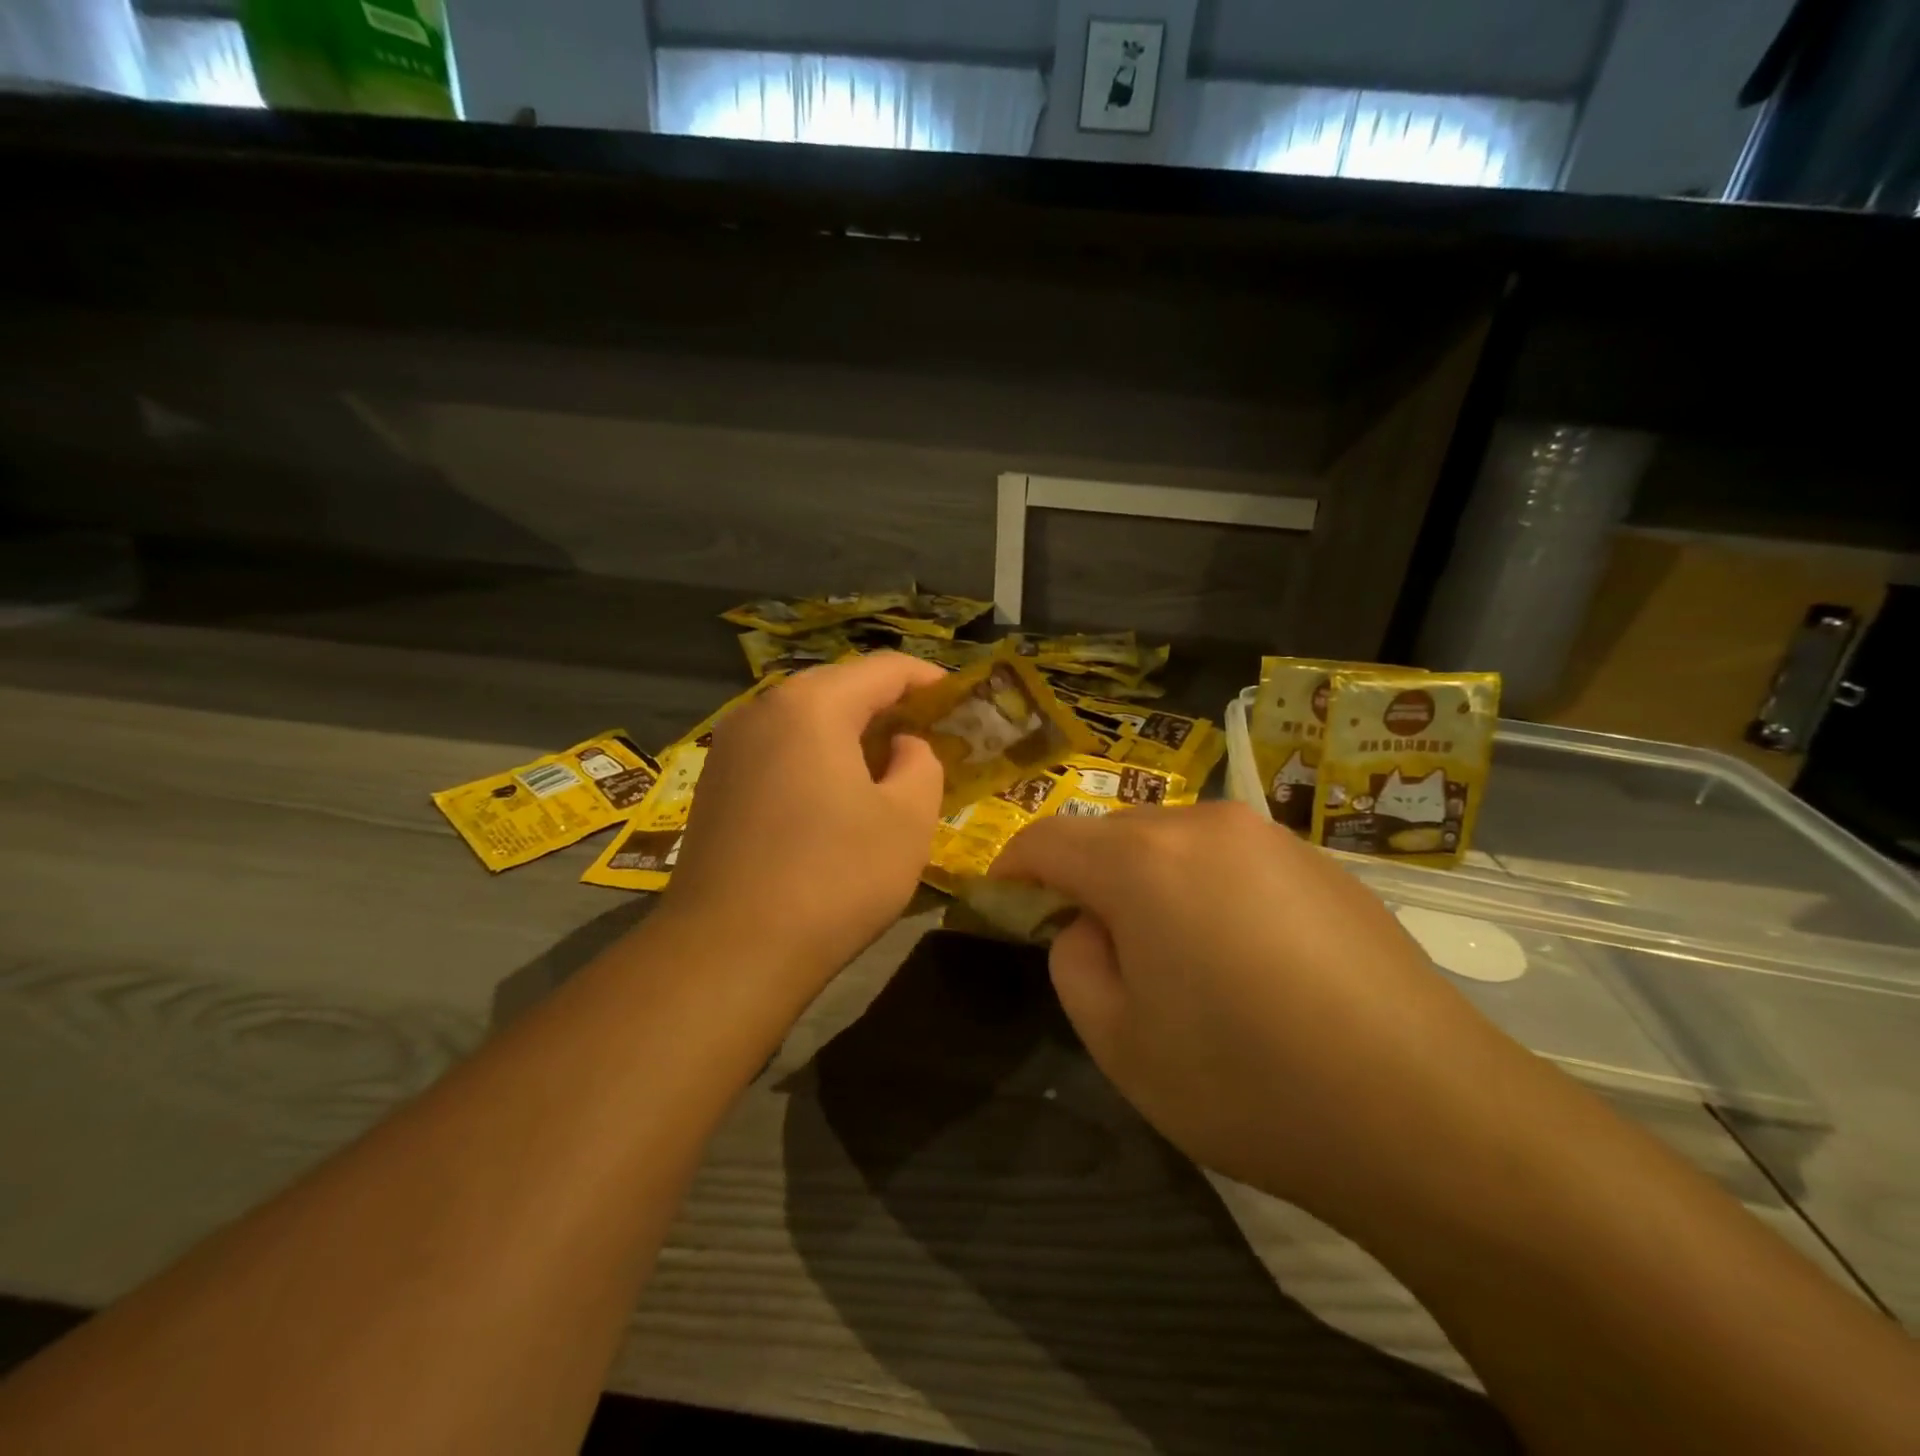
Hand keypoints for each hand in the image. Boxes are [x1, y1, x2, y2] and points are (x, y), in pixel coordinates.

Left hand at [661, 653, 946, 993]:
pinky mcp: (714, 784)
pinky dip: (813, 756)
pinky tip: (833, 795)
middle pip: (838, 687)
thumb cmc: (833, 878)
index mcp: (812, 705)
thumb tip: (901, 745)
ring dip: (849, 732)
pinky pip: (777, 749)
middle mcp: (762, 709)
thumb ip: (921, 764)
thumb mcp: (907, 820)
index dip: (928, 679)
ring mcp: (729, 746)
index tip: (958, 700)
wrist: (728, 952)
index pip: (883, 669)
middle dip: (887, 706)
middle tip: (926, 734)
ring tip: (884, 764)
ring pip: (804, 719)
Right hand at [990, 802, 1529, 1223]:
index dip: (1014, 866)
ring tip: (1172, 956)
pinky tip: (1242, 959)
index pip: (1049, 837)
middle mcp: (1205, 825)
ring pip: (1174, 843)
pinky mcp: (1322, 862)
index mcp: (1143, 859)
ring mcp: (1271, 837)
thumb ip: (1075, 962)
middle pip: (1114, 834)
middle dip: (1086, 877)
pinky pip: (1231, 860)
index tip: (1001, 898)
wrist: (1429, 1114)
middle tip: (1093, 945)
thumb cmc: (1248, 1081)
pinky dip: (1206, 890)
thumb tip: (1089, 924)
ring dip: (1149, 882)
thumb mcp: (1120, 1041)